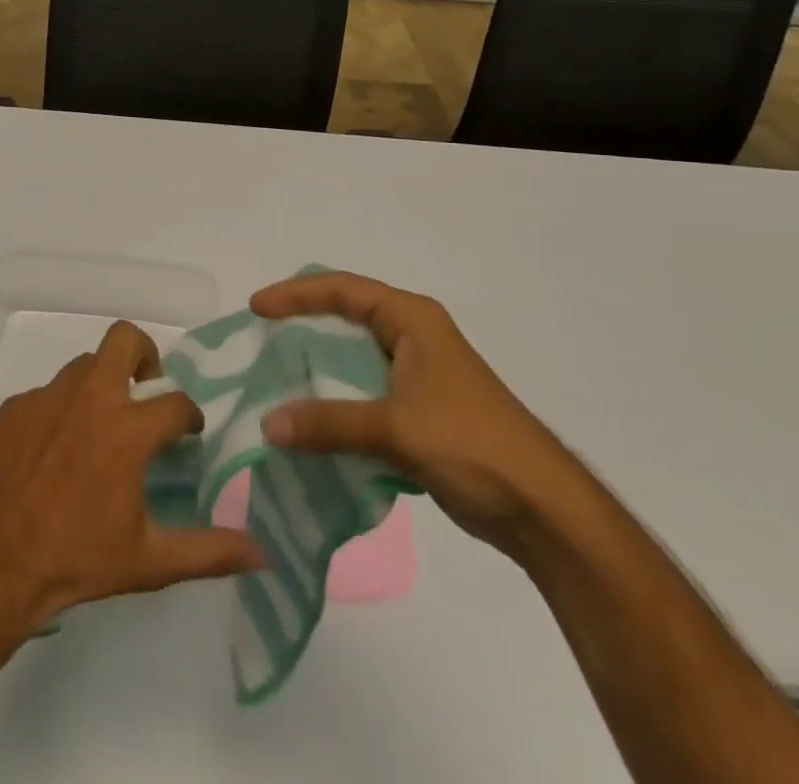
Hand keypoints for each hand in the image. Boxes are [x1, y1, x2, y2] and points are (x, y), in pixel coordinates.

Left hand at [0, 321, 264, 629]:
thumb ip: (209, 552)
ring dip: (102, 385)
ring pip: (85, 365)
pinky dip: (61, 410)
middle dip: (144, 355)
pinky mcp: (15, 406)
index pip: (177, 402)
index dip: (190, 416)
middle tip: (144, 391)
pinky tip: (55, 449)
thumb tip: (263, 554)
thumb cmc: (78, 560)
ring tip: (99, 427)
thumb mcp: (150, 562)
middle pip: (125, 338)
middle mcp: (91, 398)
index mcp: (128, 430)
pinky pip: (48, 393)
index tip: (188, 432)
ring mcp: (48, 397)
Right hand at [253, 272, 587, 561]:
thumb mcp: (396, 427)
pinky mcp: (419, 410)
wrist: (542, 508)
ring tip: (274, 377)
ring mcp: (417, 373)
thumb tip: (266, 426)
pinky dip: (335, 401)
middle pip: (345, 316)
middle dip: (302, 325)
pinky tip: (309, 420)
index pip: (342, 290)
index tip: (256, 308)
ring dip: (317, 367)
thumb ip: (329, 423)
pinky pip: (363, 392)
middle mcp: (413, 336)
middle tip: (260, 338)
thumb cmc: (472, 444)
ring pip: (353, 357)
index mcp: (412, 319)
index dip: (296, 294)